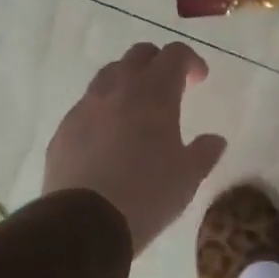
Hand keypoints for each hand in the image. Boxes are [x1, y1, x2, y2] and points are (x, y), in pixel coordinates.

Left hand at [43, 41, 227, 253]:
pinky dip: (103, 110)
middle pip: (138, 55)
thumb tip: (215, 140)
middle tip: (170, 87)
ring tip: (137, 110)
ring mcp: (85, 107)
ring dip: (127, 82)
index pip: (174, 54)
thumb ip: (205, 152)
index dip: (190, 61)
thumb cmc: (148, 193)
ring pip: (108, 76)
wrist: (84, 223)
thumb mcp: (189, 176)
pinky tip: (109, 139)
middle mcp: (118, 89)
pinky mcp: (63, 130)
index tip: (199, 80)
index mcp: (155, 93)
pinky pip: (87, 106)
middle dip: (157, 63)